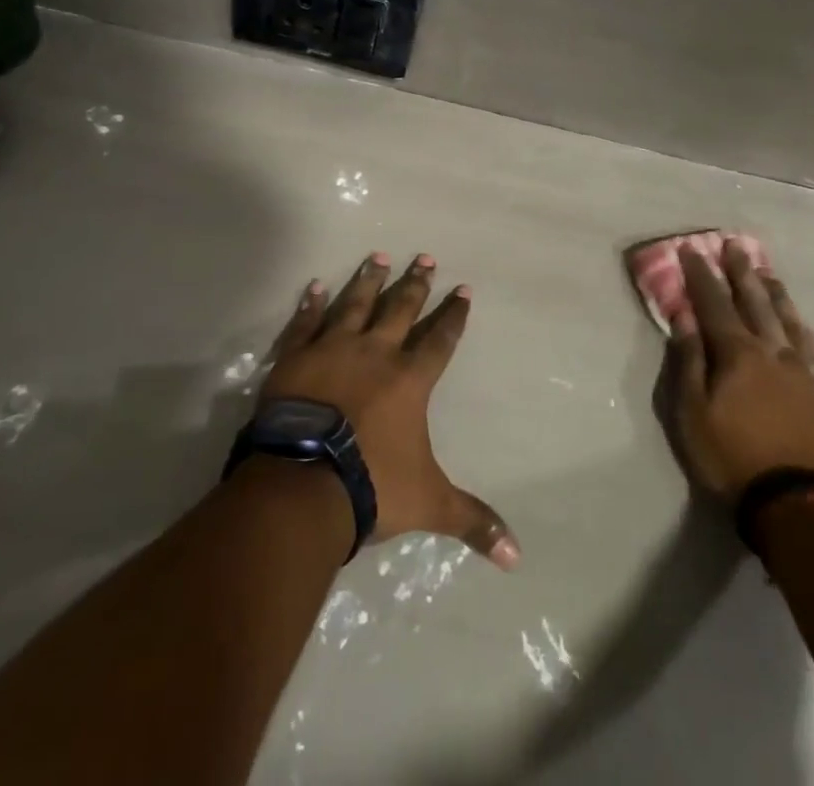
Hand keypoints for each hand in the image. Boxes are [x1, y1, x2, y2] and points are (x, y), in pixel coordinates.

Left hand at [259, 252, 518, 568]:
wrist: (303, 482)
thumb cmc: (371, 486)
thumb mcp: (429, 503)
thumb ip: (472, 521)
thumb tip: (517, 557)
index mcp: (409, 380)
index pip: (440, 340)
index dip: (453, 315)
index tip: (463, 289)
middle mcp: (375, 353)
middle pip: (400, 309)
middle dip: (415, 284)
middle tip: (425, 257)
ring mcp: (332, 350)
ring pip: (355, 304)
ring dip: (368, 279)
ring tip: (378, 256)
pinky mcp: (296, 357)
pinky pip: (305, 323)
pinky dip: (310, 304)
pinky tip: (314, 285)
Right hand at [666, 240, 813, 502]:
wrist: (798, 505)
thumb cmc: (732, 457)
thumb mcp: (692, 412)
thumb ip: (689, 361)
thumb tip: (684, 318)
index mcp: (738, 353)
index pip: (714, 303)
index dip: (701, 275)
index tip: (692, 250)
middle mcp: (774, 352)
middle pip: (755, 303)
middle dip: (742, 273)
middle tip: (735, 246)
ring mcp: (805, 372)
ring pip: (789, 321)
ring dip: (775, 294)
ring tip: (767, 273)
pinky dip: (802, 330)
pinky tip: (801, 325)